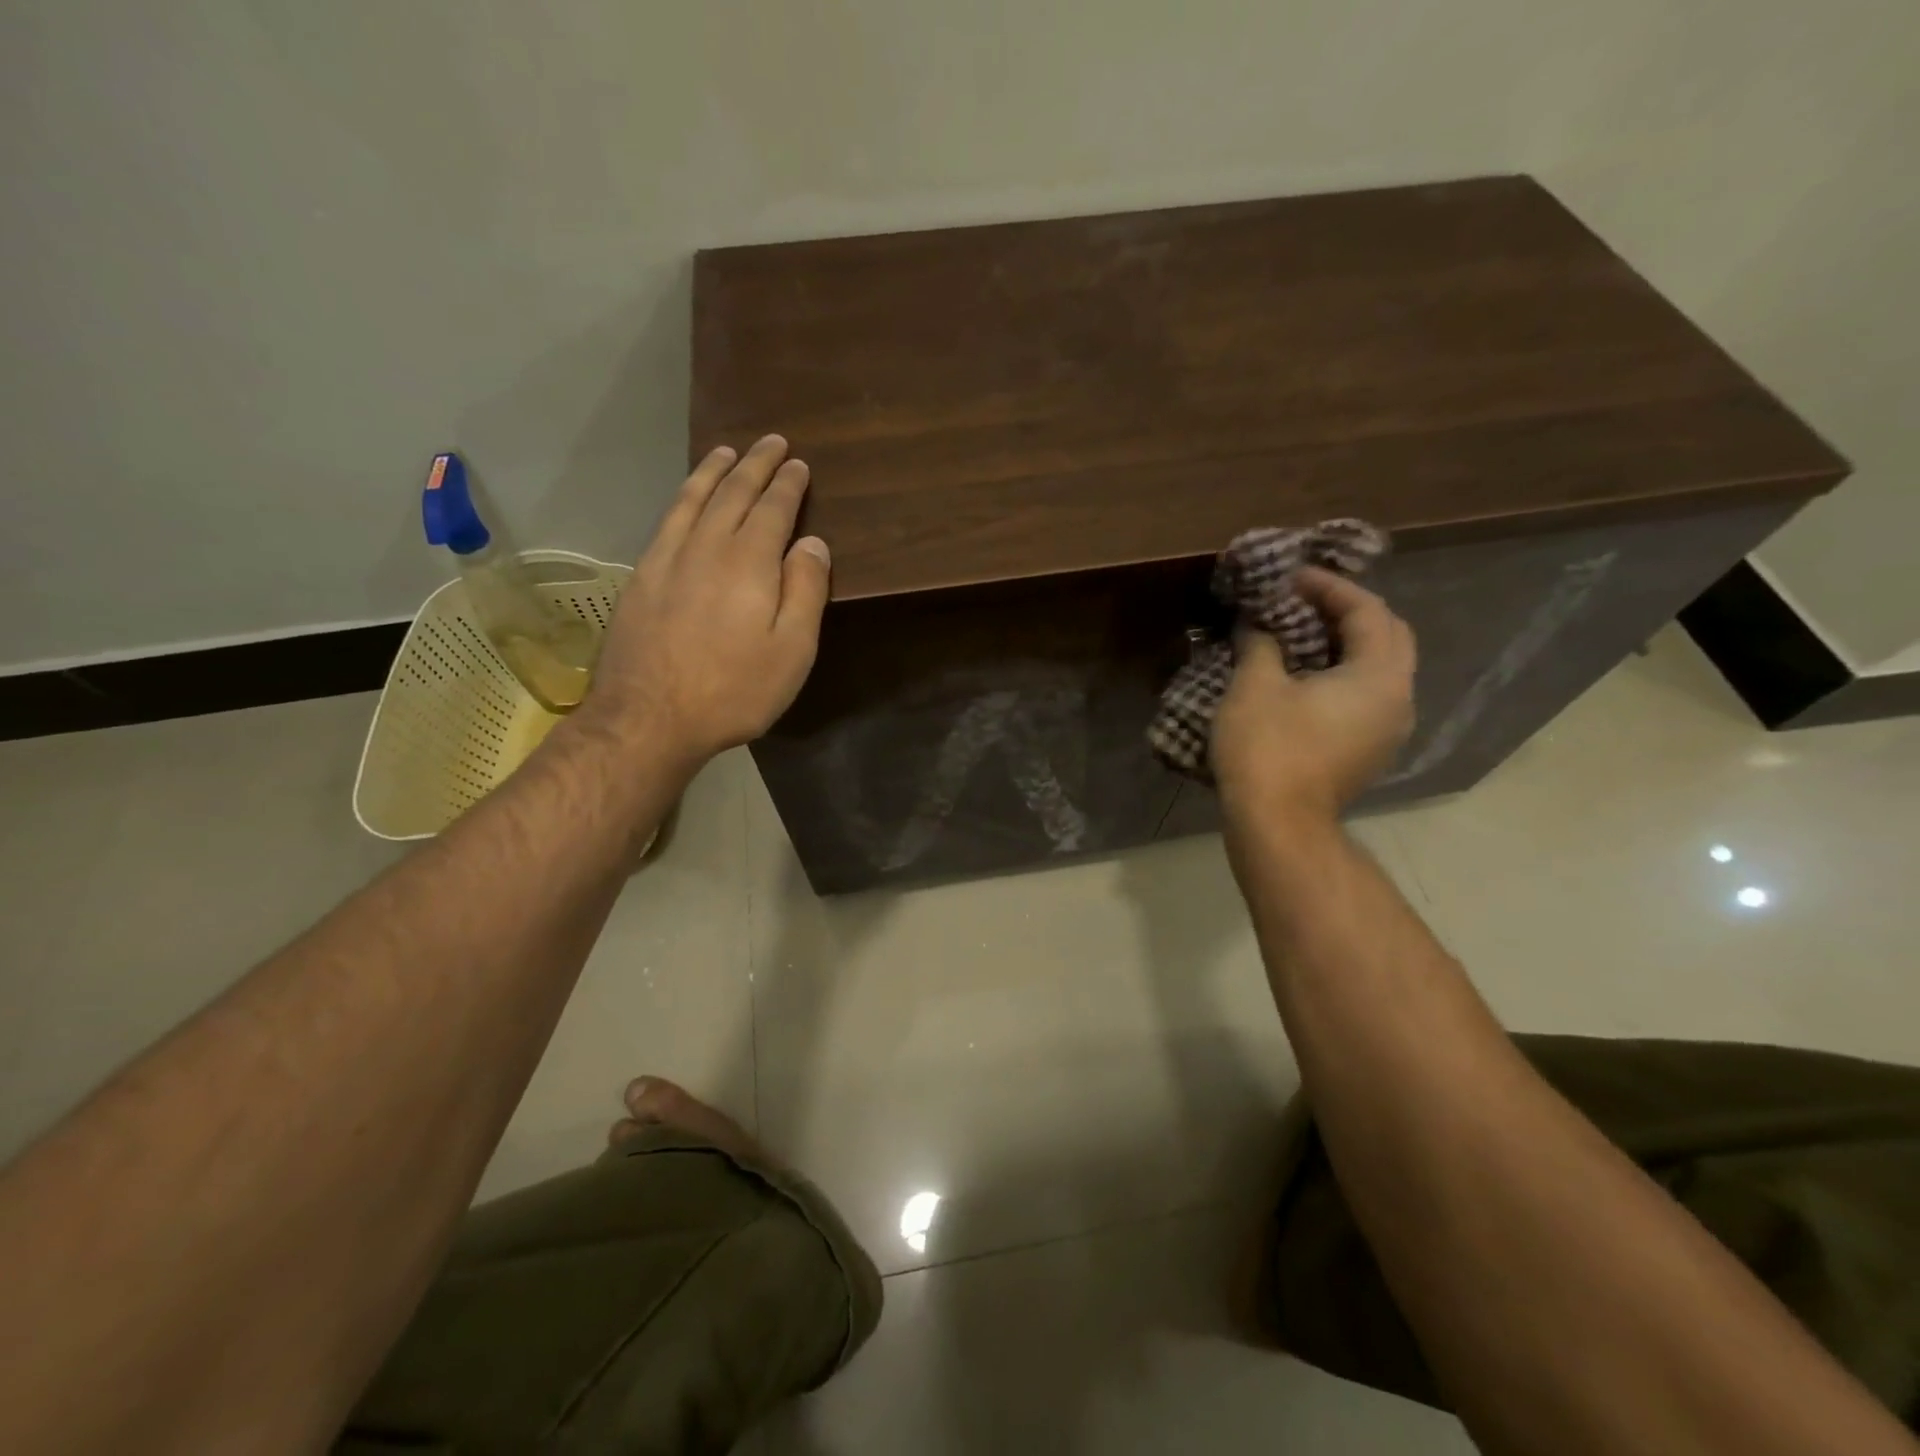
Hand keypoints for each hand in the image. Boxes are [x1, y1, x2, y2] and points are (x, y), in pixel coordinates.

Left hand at [583, 435, 830, 765]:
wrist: (650, 717)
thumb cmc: (734, 690)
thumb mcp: (792, 651)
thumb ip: (805, 591)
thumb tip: (812, 542)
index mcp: (750, 562)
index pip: (773, 510)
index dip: (788, 485)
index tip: (799, 464)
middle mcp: (708, 547)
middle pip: (734, 494)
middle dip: (756, 466)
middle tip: (771, 443)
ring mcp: (668, 559)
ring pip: (694, 500)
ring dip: (714, 473)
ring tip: (726, 453)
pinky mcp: (642, 577)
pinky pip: (666, 521)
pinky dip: (682, 499)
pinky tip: (686, 498)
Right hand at [1210, 568, 1415, 823]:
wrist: (1278, 824)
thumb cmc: (1268, 748)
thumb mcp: (1255, 685)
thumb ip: (1261, 643)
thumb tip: (1257, 625)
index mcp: (1380, 675)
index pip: (1368, 611)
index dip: (1329, 587)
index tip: (1291, 578)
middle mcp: (1399, 698)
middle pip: (1387, 636)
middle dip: (1347, 612)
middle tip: (1303, 602)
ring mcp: (1388, 730)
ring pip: (1379, 669)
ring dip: (1345, 644)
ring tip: (1300, 635)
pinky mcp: (1370, 752)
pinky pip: (1366, 696)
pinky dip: (1342, 674)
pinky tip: (1304, 676)